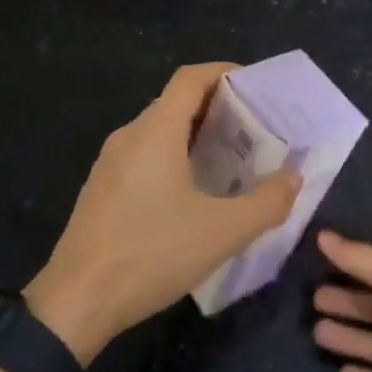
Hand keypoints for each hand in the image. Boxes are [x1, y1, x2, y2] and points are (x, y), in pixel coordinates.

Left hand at [27, 63, 300, 364]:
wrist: (77, 299)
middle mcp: (130, 135)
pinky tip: (193, 191)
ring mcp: (110, 161)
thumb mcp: (221, 233)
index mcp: (155, 131)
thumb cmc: (152, 253)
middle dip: (216, 107)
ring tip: (230, 159)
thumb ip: (266, 203)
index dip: (223, 72)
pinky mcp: (103, 187)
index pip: (190, 78)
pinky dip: (173, 155)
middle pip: (175, 102)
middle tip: (253, 130)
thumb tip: (293, 179)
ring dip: (194, 135)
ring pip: (159, 130)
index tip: (255, 86)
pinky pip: (144, 154)